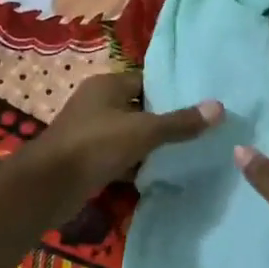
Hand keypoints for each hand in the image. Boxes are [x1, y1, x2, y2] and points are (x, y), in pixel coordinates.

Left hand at [20, 71, 220, 217]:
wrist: (48, 186)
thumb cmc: (96, 146)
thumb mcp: (144, 131)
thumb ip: (180, 122)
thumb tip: (219, 108)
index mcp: (107, 85)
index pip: (146, 81)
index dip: (171, 92)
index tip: (198, 106)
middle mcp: (97, 103)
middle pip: (139, 107)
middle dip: (164, 120)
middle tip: (197, 131)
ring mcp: (89, 131)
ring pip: (129, 134)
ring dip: (150, 144)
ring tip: (184, 152)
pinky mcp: (86, 158)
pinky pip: (118, 155)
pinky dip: (135, 163)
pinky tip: (157, 173)